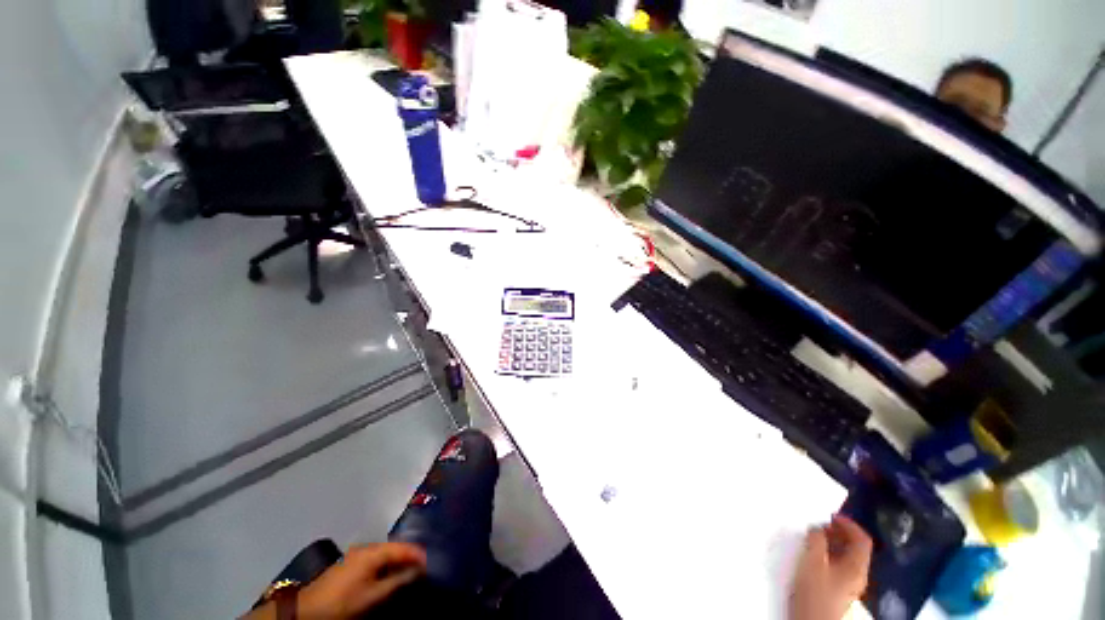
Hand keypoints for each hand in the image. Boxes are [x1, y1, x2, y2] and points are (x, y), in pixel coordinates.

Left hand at [295, 543, 426, 619]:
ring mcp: (356, 555)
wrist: (306, 611)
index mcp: (373, 552)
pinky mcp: (350, 564)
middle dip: (408, 558)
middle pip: (394, 549)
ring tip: (408, 575)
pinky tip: (389, 577)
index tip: (431, 564)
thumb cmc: (343, 603)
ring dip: (397, 563)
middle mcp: (366, 548)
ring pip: (385, 555)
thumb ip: (398, 581)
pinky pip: (375, 560)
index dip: (419, 555)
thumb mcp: (373, 596)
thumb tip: (420, 570)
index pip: (403, 548)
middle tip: (422, 570)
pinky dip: (386, 567)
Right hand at [789, 515, 872, 619]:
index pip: (862, 540)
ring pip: (846, 557)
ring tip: (813, 536)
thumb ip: (816, 541)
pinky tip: (812, 553)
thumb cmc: (815, 591)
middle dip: (839, 533)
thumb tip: (817, 527)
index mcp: (856, 567)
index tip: (831, 515)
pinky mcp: (838, 589)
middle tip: (819, 524)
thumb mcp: (812, 562)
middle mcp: (857, 574)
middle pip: (855, 548)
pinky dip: (828, 554)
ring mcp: (848, 584)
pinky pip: (838, 565)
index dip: (849, 524)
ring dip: (832, 543)